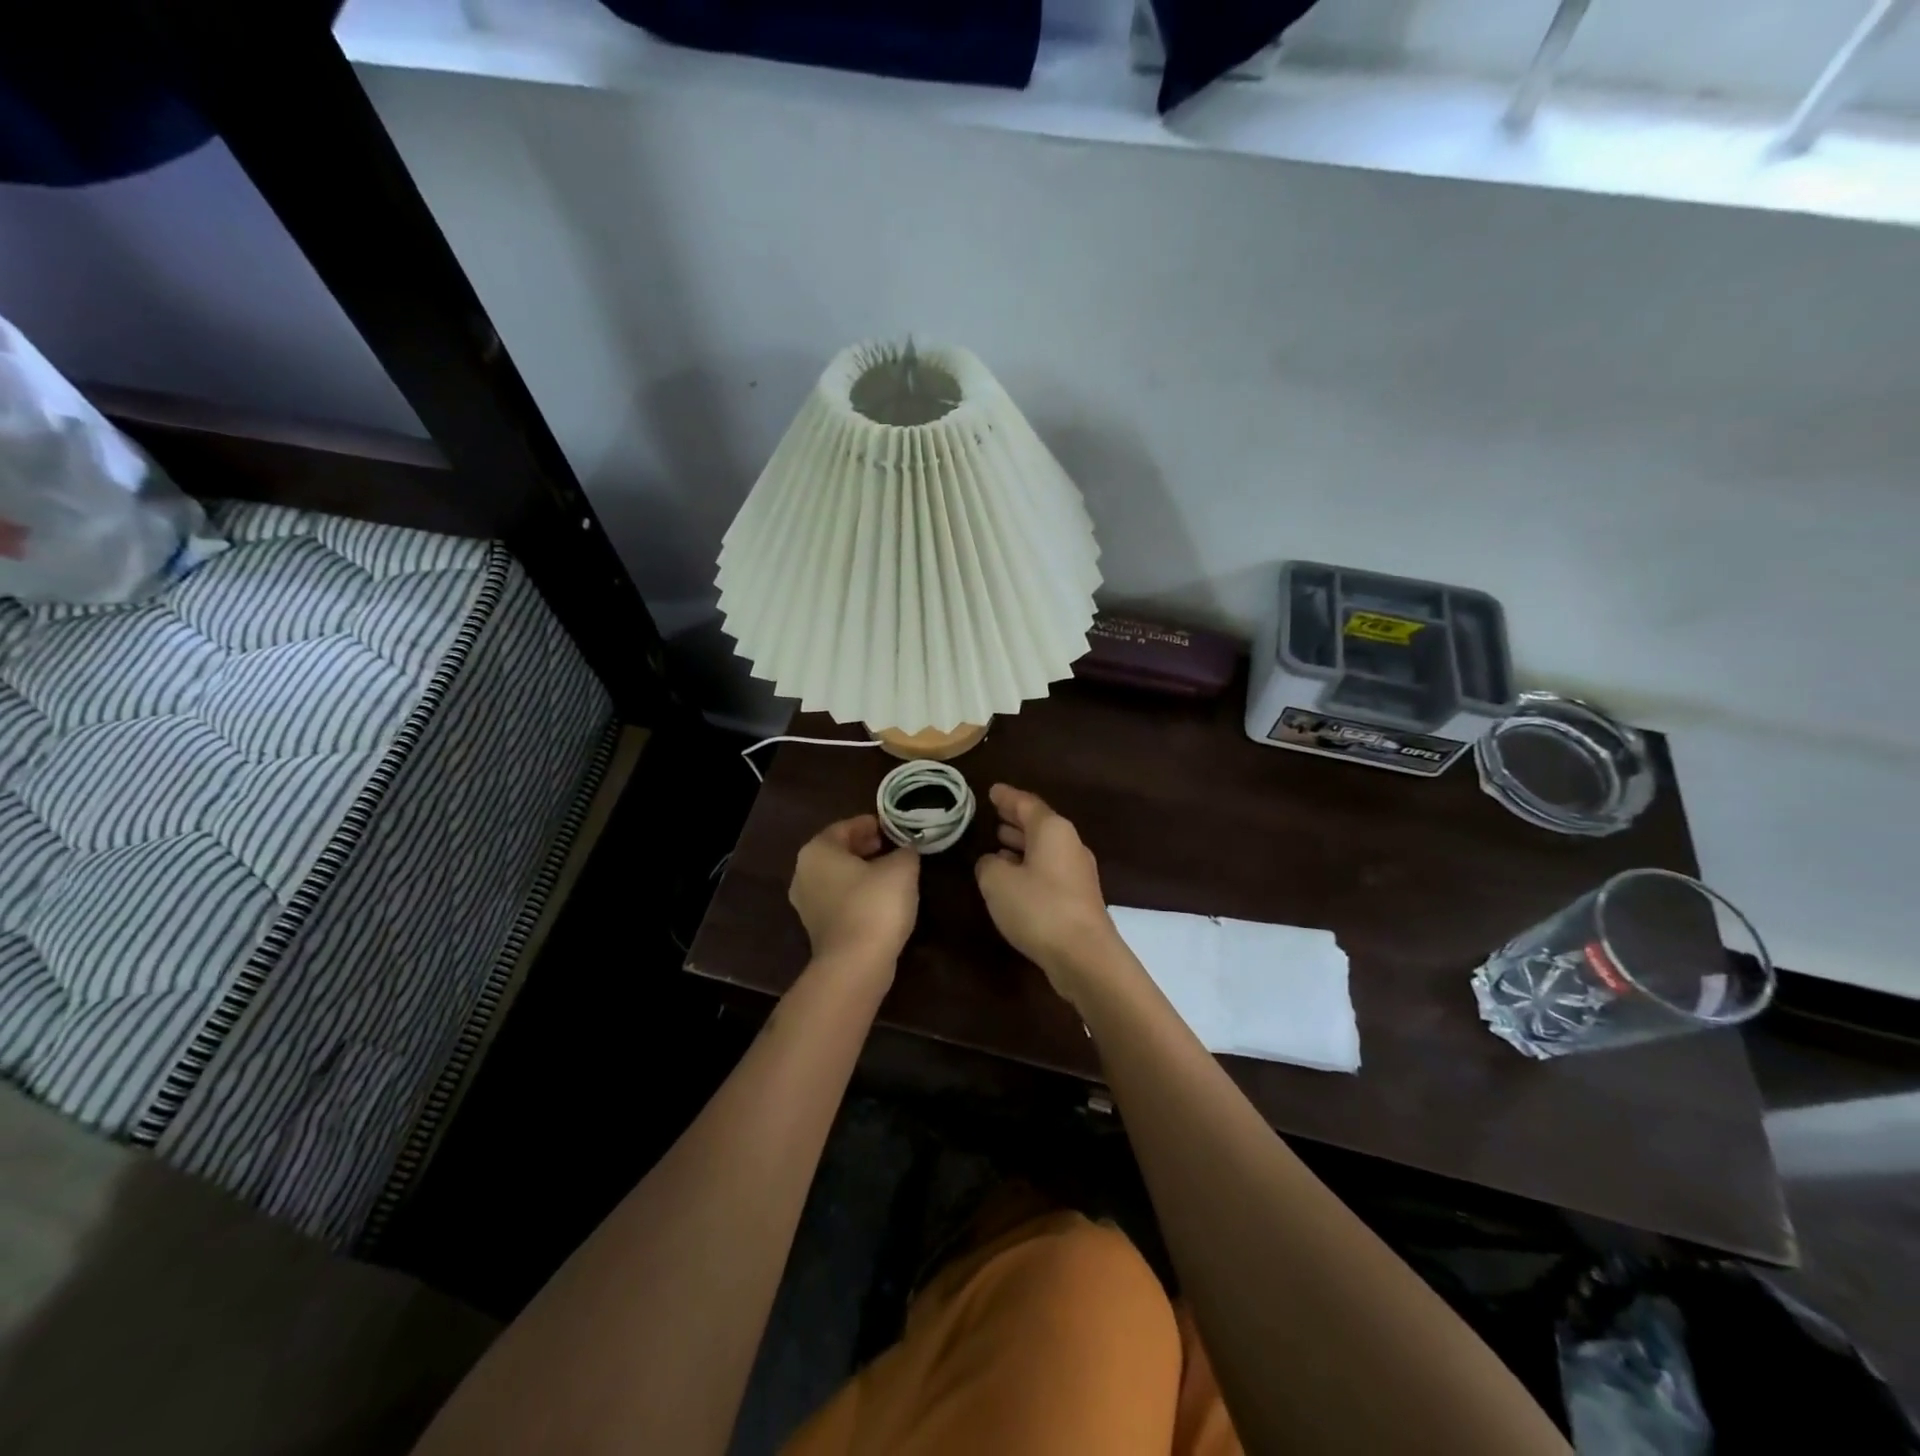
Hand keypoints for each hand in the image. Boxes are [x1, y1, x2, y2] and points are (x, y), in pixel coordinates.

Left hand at [789, 815, 919, 979]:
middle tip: (892, 846)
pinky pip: (839, 900)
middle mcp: (804, 873)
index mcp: (817, 851)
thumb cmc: (875, 904)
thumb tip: (906, 850)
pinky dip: (858, 894)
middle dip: (865, 847)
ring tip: (891, 872)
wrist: (856, 964)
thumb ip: (905, 851)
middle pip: (838, 852)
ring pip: (838, 877)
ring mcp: (807, 904)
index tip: (892, 827)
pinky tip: (881, 899)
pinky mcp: (817, 929)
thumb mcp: (902, 868)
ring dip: (862, 871)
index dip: (871, 824)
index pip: (844, 827)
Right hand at [974, 784, 1123, 1005]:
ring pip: (1045, 848)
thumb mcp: (997, 882)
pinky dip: (1030, 865)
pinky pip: (1050, 869)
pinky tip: (1015, 876)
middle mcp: (1069, 844)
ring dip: (1022, 844)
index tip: (992, 790)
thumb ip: (988, 865)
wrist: (1084, 955)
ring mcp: (1077, 871)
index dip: (1006, 797)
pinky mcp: (1078, 897)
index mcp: (1052, 830)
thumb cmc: (1038, 908)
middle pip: (1039, 824)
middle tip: (994, 814)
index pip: (1026, 803)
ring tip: (999, 842)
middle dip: (1016, 819)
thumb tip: (992, 861)